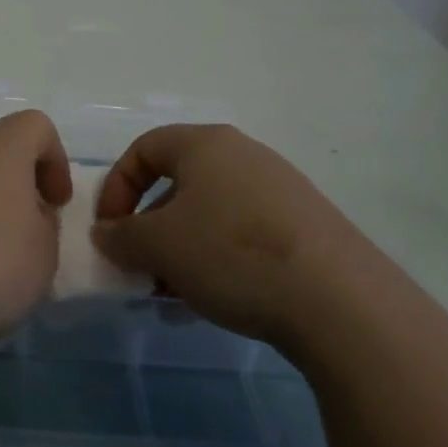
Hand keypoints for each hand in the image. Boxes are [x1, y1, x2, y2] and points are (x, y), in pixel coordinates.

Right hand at [92, 124, 372, 350]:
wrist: (340, 301)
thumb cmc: (231, 253)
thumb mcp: (158, 245)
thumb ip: (121, 236)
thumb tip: (106, 234)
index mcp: (204, 144)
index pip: (143, 149)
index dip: (116, 188)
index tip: (109, 231)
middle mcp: (243, 155)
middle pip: (178, 184)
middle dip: (150, 228)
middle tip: (141, 269)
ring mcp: (280, 190)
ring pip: (211, 215)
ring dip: (182, 251)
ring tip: (174, 296)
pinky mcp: (306, 227)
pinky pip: (244, 235)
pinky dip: (219, 261)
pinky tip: (215, 303)